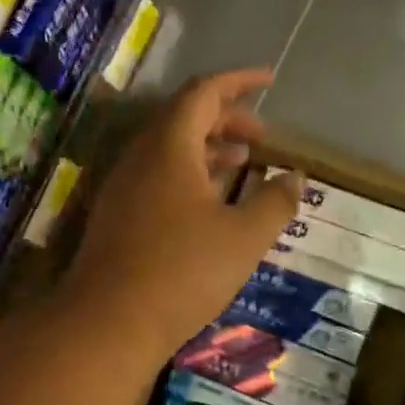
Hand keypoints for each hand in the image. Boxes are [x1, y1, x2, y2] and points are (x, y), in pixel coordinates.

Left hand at [62, 69, 300, 361]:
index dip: (239, 83)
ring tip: (243, 163)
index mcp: (168, 146)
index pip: (203, 93)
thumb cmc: (182, 272)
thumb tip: (295, 178)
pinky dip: (188, 176)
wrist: (109, 323)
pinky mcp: (117, 217)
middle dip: (226, 118)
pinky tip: (209, 203)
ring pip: (168, 150)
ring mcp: (123, 188)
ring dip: (207, 149)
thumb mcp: (244, 237)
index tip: (269, 81)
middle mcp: (139, 157)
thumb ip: (275, 202)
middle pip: (183, 118)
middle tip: (262, 137)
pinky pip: (156, 178)